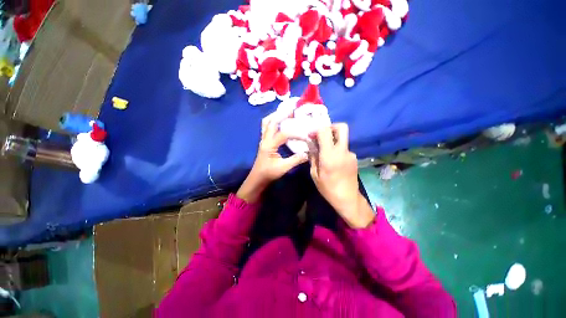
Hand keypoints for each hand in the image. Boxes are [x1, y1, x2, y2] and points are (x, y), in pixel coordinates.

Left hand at [237, 118, 307, 202]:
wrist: (257, 178)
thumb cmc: (268, 174)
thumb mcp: (283, 168)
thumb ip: (296, 160)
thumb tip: (308, 153)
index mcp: (269, 145)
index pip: (284, 134)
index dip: (296, 134)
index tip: (306, 137)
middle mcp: (265, 139)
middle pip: (271, 121)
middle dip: (282, 114)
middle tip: (293, 110)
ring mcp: (263, 139)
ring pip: (266, 122)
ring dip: (275, 116)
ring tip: (286, 113)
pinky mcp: (264, 141)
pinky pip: (267, 127)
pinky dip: (273, 121)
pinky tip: (280, 122)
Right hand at [309, 124, 373, 227]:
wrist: (348, 199)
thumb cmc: (328, 188)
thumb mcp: (314, 174)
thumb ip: (313, 157)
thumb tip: (311, 145)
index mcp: (330, 155)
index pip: (325, 131)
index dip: (317, 130)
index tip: (311, 136)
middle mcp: (342, 151)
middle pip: (342, 127)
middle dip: (331, 127)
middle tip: (322, 136)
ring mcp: (351, 154)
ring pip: (342, 139)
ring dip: (333, 141)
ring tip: (325, 153)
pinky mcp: (354, 158)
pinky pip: (344, 148)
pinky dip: (337, 150)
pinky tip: (333, 161)